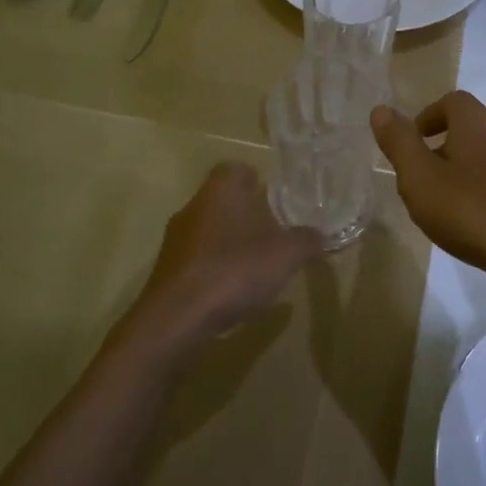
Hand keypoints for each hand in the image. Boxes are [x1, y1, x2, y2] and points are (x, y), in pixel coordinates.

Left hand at [113, 163, 322, 369]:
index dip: (256, 181)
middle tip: (274, 235)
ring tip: (257, 267)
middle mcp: (194, 206)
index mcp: (221, 190)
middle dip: (247, 215)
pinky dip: (216, 268)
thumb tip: (318, 235)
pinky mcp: (168, 269)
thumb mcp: (286, 254)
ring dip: (231, 243)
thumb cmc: (236, 270)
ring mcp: (176, 238)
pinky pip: (198, 258)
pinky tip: (232, 291)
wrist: (178, 317)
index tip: (275, 200)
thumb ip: (306, 240)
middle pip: (223, 200)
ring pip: (210, 229)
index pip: (236, 169)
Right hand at [371, 92, 485, 288]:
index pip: (452, 101)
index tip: (413, 144)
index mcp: (478, 125)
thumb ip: (399, 143)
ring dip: (468, 171)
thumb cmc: (472, 212)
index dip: (428, 117)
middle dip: (445, 146)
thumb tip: (381, 110)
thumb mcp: (420, 178)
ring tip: (449, 205)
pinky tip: (480, 223)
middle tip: (424, 179)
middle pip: (472, 128)